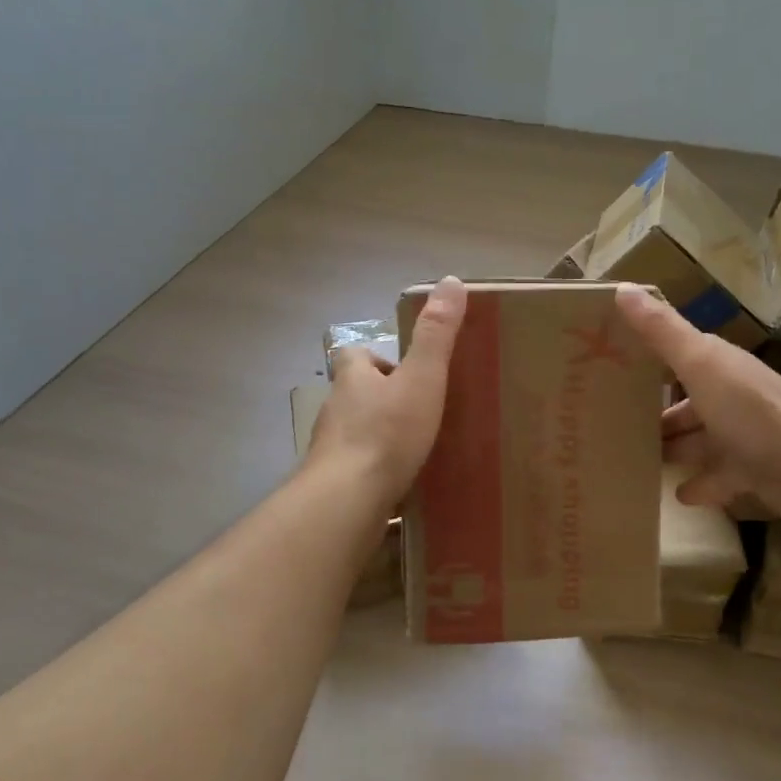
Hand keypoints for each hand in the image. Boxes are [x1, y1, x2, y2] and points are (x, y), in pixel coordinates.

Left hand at [309, 277, 466, 515]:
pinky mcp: (334, 485)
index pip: (355, 356)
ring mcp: (330, 450)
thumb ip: (436, 335)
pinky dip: (375, 471)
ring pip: (355, 433)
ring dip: (378, 436)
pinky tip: (400, 484)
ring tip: (415, 449)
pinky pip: (357, 470)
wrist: (348, 500)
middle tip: (417, 412)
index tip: (403, 371)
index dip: (376, 359)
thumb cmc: (386, 433)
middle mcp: (335, 410)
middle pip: (354, 396)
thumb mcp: (422, 379)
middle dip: (380, 400)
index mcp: (352, 379)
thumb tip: (450, 280)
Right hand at [615, 283, 780, 519]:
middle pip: (690, 406)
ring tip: (643, 459)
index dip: (654, 363)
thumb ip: (661, 330)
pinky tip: (679, 494)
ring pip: (702, 442)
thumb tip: (622, 288)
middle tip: (624, 426)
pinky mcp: (752, 473)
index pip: (683, 359)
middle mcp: (732, 399)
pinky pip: (720, 479)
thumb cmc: (747, 407)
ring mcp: (744, 438)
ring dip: (677, 449)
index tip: (619, 371)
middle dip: (663, 416)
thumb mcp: (698, 362)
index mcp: (720, 368)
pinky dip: (700, 485)